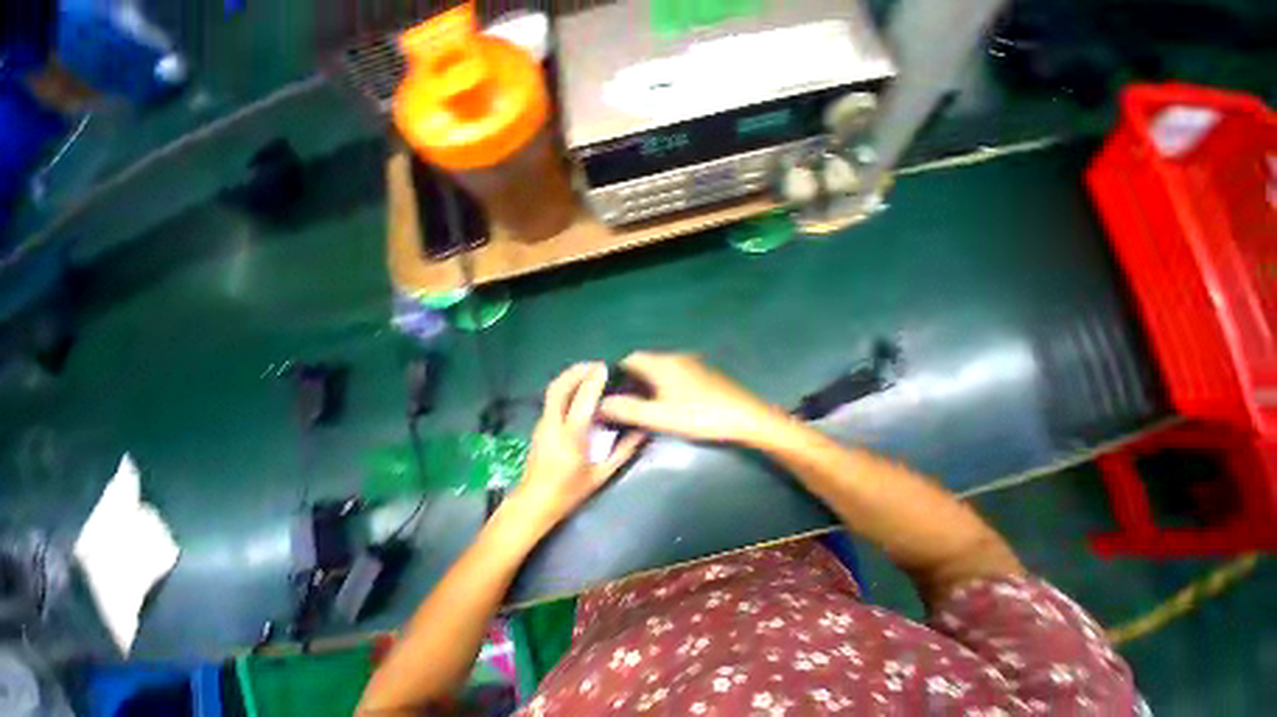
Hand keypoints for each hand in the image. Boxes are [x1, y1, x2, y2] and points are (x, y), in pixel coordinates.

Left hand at [505, 363, 645, 533]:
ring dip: (569, 376)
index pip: (582, 401)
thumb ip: (623, 451)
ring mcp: (542, 424)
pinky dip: (565, 386)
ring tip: (588, 370)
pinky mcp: (539, 425)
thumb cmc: (569, 492)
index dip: (593, 381)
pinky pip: (551, 398)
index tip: (605, 367)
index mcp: (570, 438)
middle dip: (576, 371)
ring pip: (552, 390)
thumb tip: (642, 431)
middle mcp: (552, 425)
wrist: (533, 504)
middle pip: (559, 388)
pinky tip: (577, 387)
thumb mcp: (601, 475)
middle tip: (595, 365)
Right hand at [598, 352, 788, 445]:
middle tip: (626, 402)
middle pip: (645, 362)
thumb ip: (628, 410)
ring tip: (644, 404)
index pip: (630, 358)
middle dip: (632, 379)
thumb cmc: (699, 416)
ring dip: (648, 382)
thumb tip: (600, 404)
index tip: (611, 392)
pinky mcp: (704, 373)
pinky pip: (675, 372)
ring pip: (660, 368)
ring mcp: (692, 364)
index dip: (617, 373)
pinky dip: (664, 383)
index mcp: (662, 364)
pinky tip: (670, 402)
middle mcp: (675, 358)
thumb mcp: (660, 417)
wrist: (745, 417)